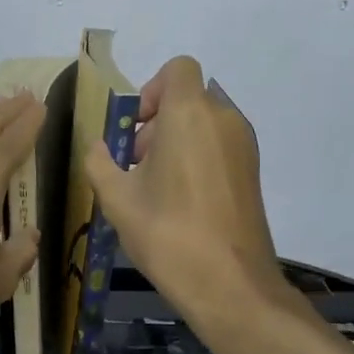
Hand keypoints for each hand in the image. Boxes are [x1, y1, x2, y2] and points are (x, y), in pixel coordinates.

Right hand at [85, 56, 288, 333]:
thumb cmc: (168, 232)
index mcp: (190, 113)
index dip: (152, 89)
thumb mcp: (117, 198)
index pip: (178, 68)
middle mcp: (224, 119)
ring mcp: (244, 146)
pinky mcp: (253, 172)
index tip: (135, 126)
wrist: (231, 285)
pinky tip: (180, 201)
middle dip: (157, 122)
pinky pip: (219, 145)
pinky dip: (197, 157)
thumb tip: (99, 148)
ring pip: (204, 123)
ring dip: (176, 141)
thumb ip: (99, 161)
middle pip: (188, 98)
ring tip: (155, 187)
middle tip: (135, 164)